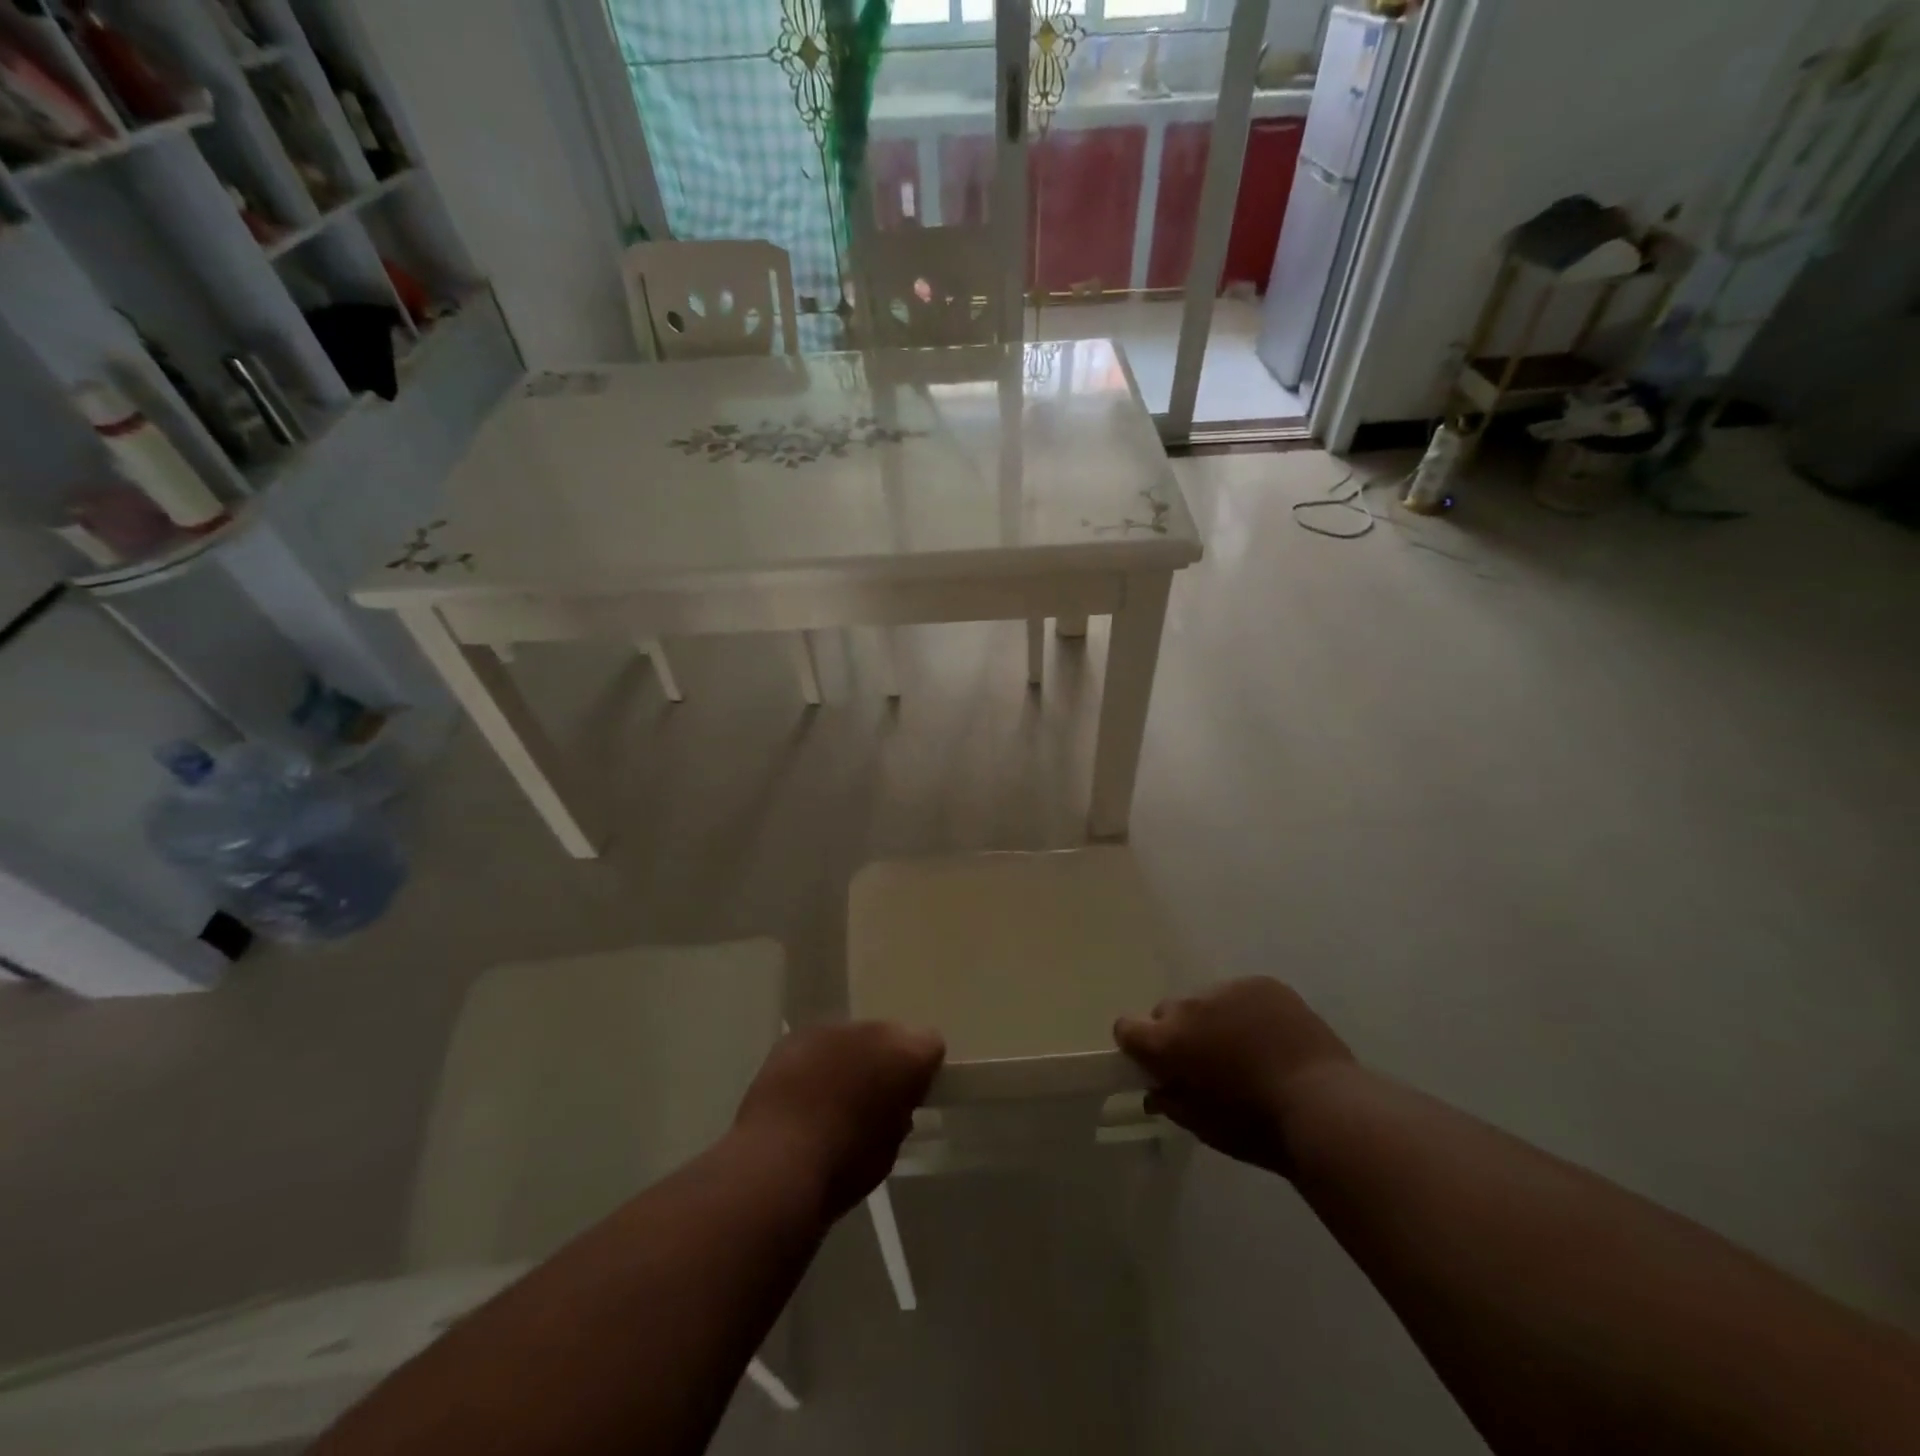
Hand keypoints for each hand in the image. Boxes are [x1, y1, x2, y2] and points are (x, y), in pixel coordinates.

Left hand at [734, 1021, 944, 1218]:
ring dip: (848, 1060)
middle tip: (870, 1099)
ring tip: (831, 1099)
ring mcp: (831, 1029)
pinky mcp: (794, 1037)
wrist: (778, 1163)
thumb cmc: (845, 1166)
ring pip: (851, 1038)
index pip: (931, 1045)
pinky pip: (816, 1046)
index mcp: (907, 1054)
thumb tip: (892, 1104)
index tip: (909, 1100)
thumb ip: (900, 1112)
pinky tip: (802, 1096)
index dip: (921, 1073)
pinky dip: (815, 1064)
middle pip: (889, 1036)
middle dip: (883, 1061)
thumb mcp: (891, 1147)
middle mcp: (873, 1029)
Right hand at [1114, 978, 1353, 1175]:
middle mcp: (1190, 1007)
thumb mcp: (1202, 1125)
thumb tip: (1157, 1089)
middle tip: (1207, 1061)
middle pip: (1168, 1011)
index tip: (1154, 1062)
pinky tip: (1272, 1038)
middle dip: (1179, 1033)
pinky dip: (1248, 1012)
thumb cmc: (1255, 1127)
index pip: (1127, 1027)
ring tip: (1248, 1049)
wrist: (1323, 1107)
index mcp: (1168, 1041)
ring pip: (1208, 1001)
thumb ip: (1171, 1101)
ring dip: (1215, 1020)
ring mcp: (1228, 989)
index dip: (1136, 1044)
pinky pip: (1242, 994)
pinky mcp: (1263, 984)